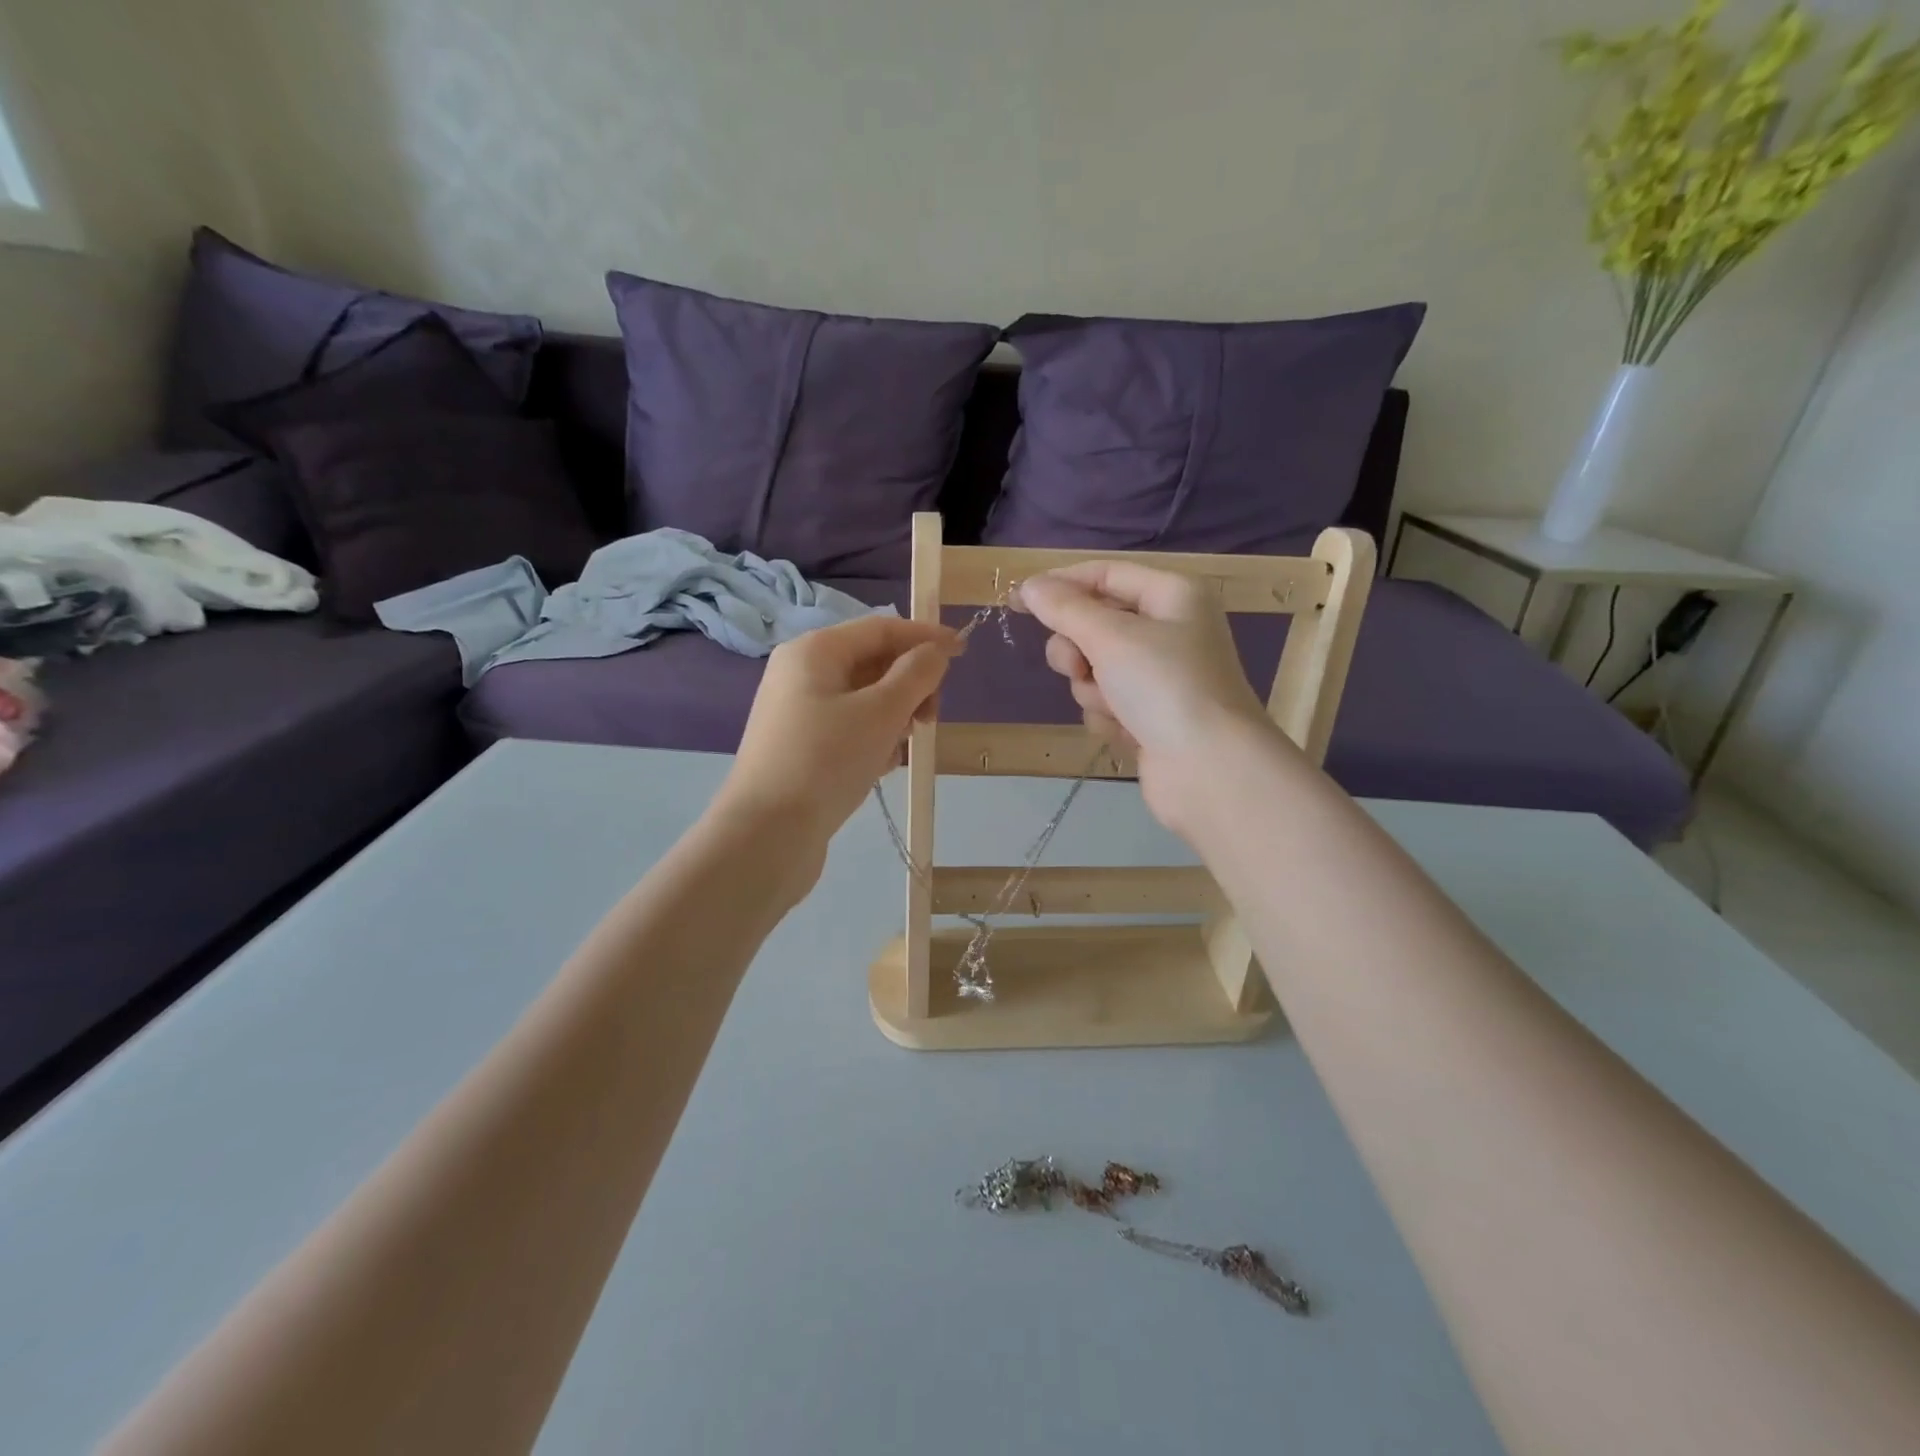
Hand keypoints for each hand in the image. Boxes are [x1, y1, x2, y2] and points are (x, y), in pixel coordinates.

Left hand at [718, 614, 959, 850]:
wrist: (766, 835)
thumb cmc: (825, 761)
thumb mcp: (880, 713)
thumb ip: (915, 675)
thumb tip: (936, 651)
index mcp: (814, 651)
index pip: (881, 628)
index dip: (924, 637)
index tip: (964, 651)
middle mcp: (801, 673)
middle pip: (871, 662)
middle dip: (909, 685)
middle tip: (931, 719)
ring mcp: (797, 712)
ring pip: (863, 699)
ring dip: (894, 716)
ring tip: (901, 748)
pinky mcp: (800, 747)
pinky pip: (848, 728)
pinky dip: (872, 739)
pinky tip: (881, 767)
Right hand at [1015, 562, 1281, 834]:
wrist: (1210, 770)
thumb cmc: (1165, 687)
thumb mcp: (1110, 638)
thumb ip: (1065, 609)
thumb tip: (1029, 586)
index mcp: (1172, 595)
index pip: (1104, 574)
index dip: (1060, 584)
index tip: (1017, 601)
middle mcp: (1169, 629)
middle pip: (1095, 624)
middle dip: (1077, 648)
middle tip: (1076, 667)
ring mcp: (1160, 676)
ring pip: (1095, 667)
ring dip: (1093, 688)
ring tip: (1113, 707)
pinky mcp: (1150, 715)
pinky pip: (1107, 702)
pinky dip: (1108, 715)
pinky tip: (1125, 731)